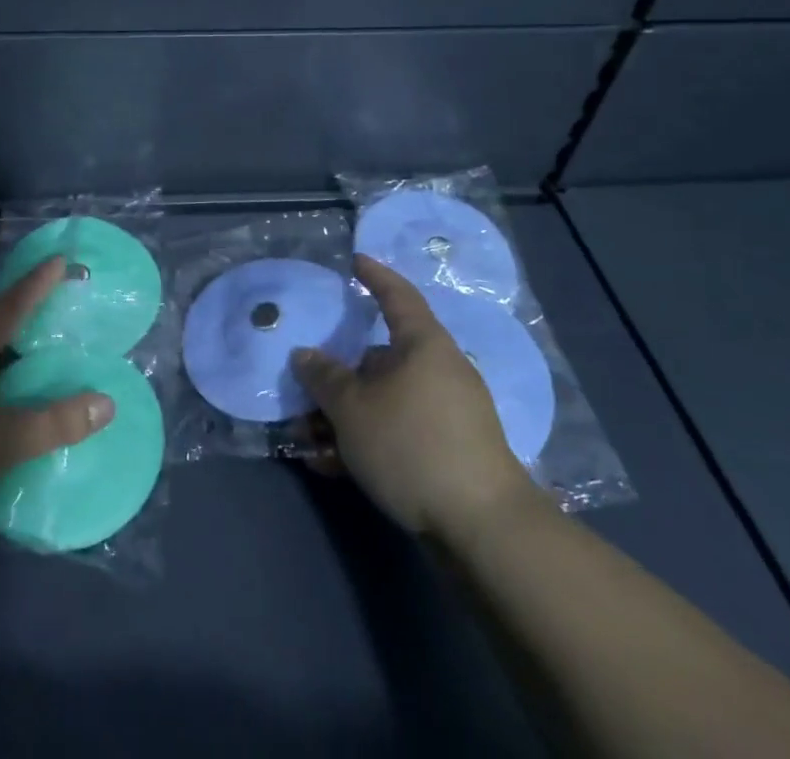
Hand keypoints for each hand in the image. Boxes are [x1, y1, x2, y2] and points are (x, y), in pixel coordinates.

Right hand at [293, 255, 533, 536]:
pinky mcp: (451, 452)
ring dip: (347, 413)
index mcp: (424, 345)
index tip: (356, 261)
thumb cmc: (412, 445)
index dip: (375, 276)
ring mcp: (449, 413)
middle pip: (382, 357)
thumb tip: (305, 355)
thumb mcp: (353, 409)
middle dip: (342, 372)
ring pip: (386, 399)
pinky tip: (335, 466)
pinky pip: (400, 430)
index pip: (397, 296)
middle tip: (309, 382)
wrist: (483, 528)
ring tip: (310, 437)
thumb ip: (324, 377)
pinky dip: (368, 439)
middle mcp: (440, 370)